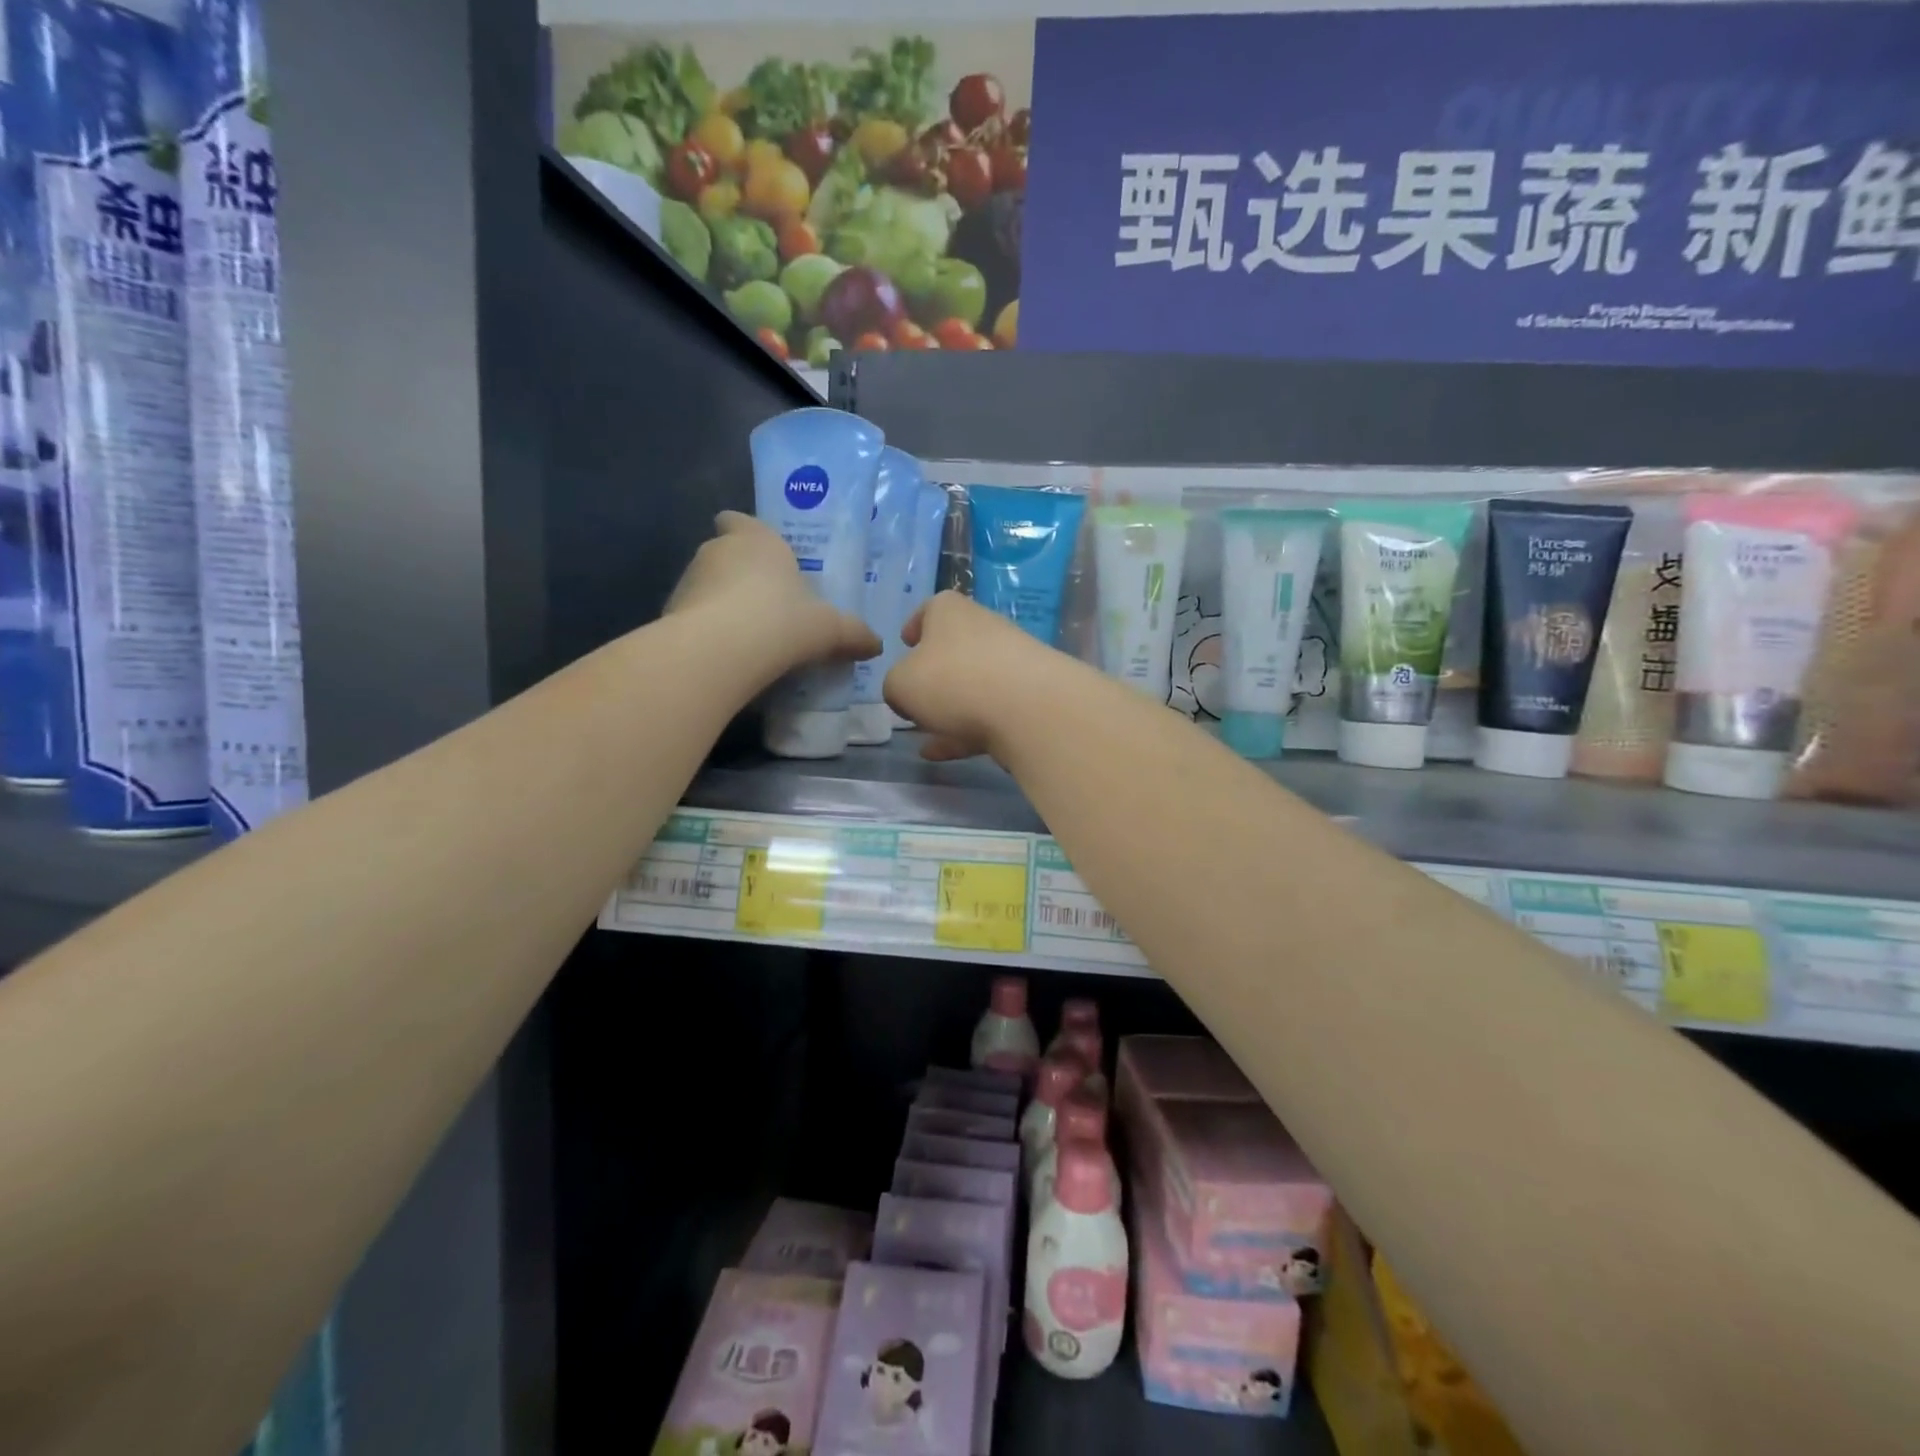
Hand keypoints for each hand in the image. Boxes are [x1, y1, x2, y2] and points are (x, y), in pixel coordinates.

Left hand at [667, 512, 879, 669]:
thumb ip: (853, 634)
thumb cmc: (782, 621)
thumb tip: (877, 645)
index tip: (759, 552)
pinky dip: (707, 631)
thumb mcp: (830, 629)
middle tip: (767, 604)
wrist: (720, 652)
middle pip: (725, 554)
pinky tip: (727, 656)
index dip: (746, 532)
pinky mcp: (671, 614)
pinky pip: (694, 618)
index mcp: (757, 540)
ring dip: (722, 604)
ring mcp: (688, 581)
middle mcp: (717, 551)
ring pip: (707, 586)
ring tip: (747, 636)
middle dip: (741, 575)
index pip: (739, 521)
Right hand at [883, 591, 1065, 761]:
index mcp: (950, 611)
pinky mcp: (1028, 698)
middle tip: (914, 699)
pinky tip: (942, 753)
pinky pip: (988, 713)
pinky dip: (964, 731)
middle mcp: (983, 629)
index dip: (915, 625)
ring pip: (971, 684)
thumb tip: (905, 694)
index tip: (906, 643)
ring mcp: (1011, 664)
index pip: (930, 609)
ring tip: (925, 734)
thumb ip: (895, 686)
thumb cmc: (952, 681)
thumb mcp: (900, 684)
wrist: (1028, 708)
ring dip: (949, 708)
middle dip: (933, 675)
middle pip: (953, 649)